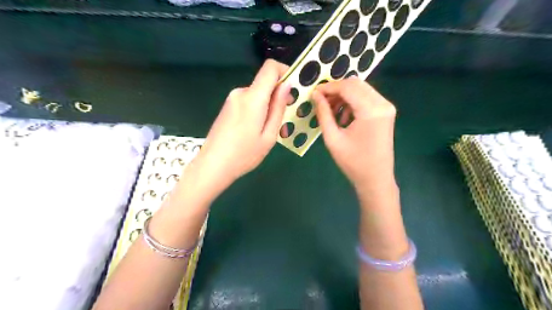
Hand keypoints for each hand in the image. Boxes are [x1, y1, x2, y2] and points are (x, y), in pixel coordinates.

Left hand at [191, 59, 289, 194]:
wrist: (212, 166)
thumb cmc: (244, 154)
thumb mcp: (269, 135)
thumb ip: (278, 108)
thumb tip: (287, 85)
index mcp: (252, 98)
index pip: (270, 67)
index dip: (285, 71)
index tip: (294, 88)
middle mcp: (240, 93)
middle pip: (265, 83)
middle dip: (279, 97)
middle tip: (285, 121)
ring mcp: (232, 100)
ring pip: (258, 95)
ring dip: (268, 107)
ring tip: (272, 132)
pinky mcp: (227, 107)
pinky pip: (248, 102)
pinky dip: (258, 111)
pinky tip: (258, 131)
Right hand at [310, 78, 396, 197]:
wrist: (376, 179)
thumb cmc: (353, 162)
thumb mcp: (333, 138)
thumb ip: (323, 114)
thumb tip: (315, 95)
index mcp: (371, 111)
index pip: (347, 87)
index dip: (328, 87)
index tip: (313, 92)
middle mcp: (382, 104)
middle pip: (356, 84)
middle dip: (335, 90)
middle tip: (320, 100)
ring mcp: (386, 107)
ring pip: (361, 89)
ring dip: (343, 96)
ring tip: (330, 111)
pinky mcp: (386, 112)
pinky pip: (367, 98)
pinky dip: (352, 102)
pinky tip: (343, 117)